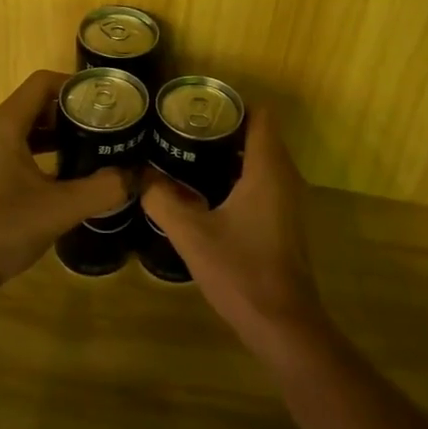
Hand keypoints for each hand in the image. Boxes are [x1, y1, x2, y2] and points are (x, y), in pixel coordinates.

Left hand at [0, 70, 130, 303]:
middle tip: (111, 125)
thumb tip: (138, 177)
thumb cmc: (1, 227)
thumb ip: (102, 189)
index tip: (108, 101)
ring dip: (64, 135)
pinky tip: (73, 176)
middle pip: (40, 104)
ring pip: (32, 130)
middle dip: (75, 111)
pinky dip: (49, 155)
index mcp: (6, 126)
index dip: (77, 85)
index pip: (43, 83)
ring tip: (99, 147)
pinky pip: (24, 152)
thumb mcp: (60, 208)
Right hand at [140, 107, 328, 359]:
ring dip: (230, 154)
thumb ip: (163, 200)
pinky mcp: (284, 221)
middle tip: (183, 129)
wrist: (283, 323)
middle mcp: (285, 177)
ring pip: (261, 160)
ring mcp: (288, 200)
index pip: (259, 116)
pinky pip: (263, 182)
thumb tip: (139, 176)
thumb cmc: (241, 271)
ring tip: (188, 154)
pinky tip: (206, 192)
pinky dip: (239, 177)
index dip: (231, 105)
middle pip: (259, 135)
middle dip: (223, 128)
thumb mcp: (192, 235)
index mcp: (268, 169)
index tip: (197, 107)